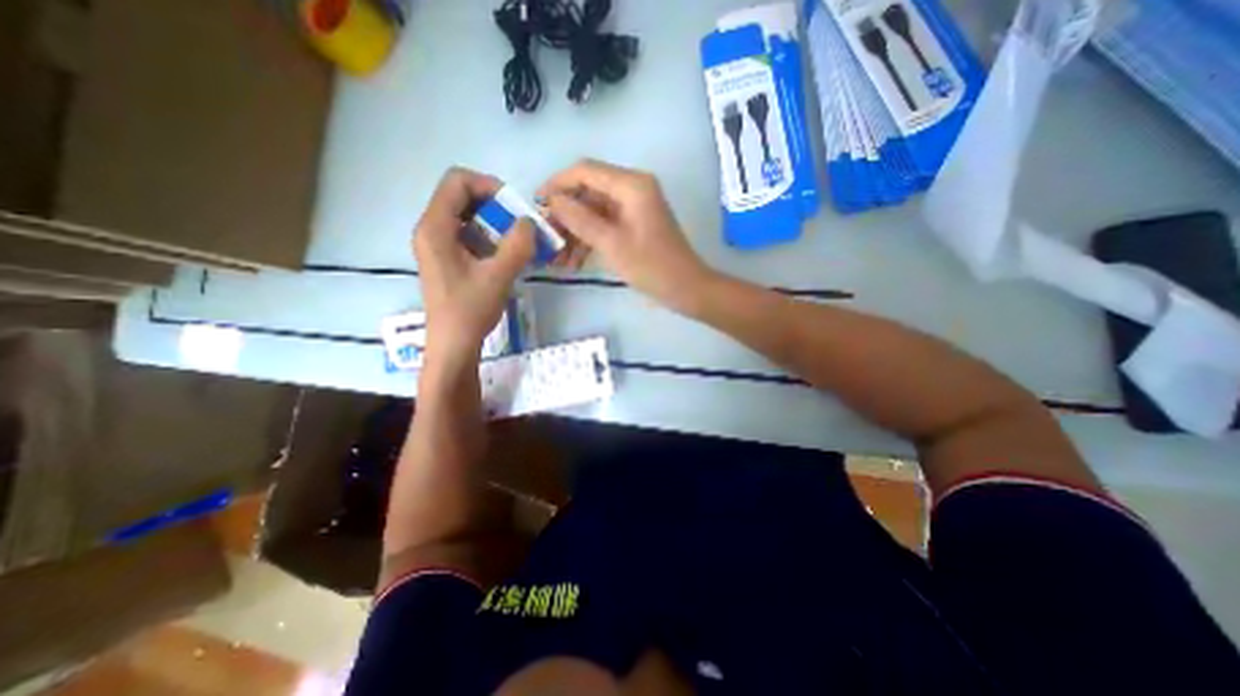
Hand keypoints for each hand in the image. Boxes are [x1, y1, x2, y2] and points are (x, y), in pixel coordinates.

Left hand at [415, 168, 531, 360]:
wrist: (453, 344)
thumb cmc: (470, 310)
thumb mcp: (499, 276)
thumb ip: (517, 245)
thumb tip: (529, 222)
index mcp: (435, 228)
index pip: (457, 182)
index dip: (488, 185)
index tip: (514, 206)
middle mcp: (430, 230)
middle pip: (460, 197)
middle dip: (494, 205)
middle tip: (518, 224)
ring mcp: (436, 245)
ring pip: (465, 216)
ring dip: (493, 223)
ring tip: (515, 241)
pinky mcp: (445, 259)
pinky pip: (467, 235)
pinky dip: (488, 238)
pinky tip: (505, 255)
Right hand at [537, 158, 713, 308]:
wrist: (686, 289)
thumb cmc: (652, 267)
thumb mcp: (612, 244)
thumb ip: (580, 219)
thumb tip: (552, 200)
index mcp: (631, 185)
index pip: (585, 171)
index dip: (557, 184)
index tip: (536, 204)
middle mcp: (632, 189)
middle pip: (588, 192)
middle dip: (565, 215)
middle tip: (546, 239)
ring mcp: (633, 208)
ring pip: (593, 211)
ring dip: (575, 232)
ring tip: (558, 259)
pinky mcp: (634, 224)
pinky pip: (604, 225)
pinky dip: (589, 240)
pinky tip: (575, 262)